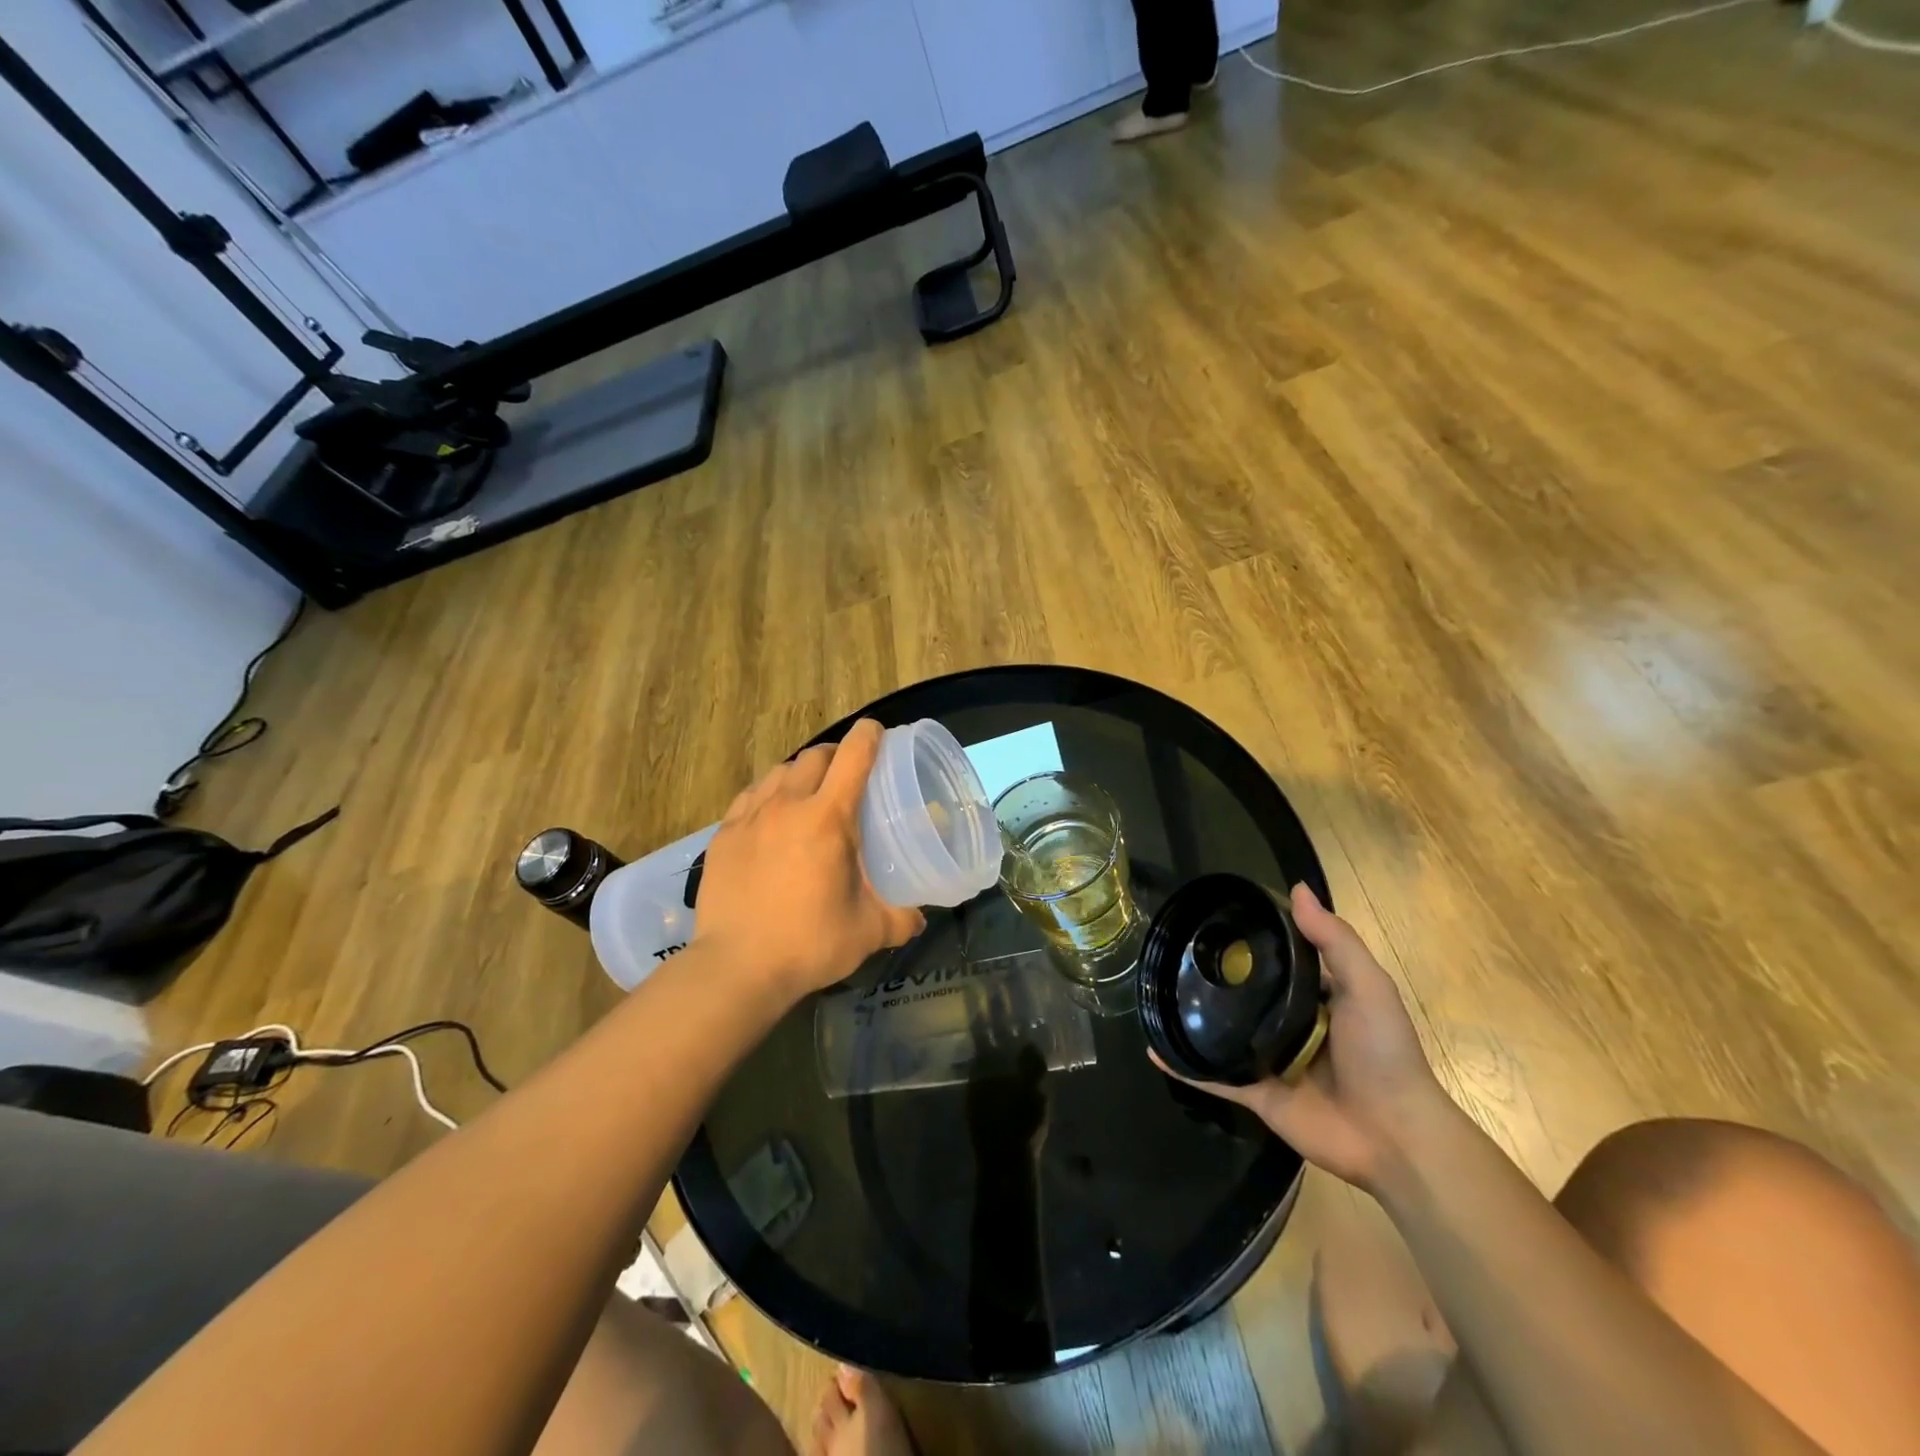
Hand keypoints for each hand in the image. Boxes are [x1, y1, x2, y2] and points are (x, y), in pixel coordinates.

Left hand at [692, 719, 925, 997]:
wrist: (736, 967)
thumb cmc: (809, 943)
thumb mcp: (868, 931)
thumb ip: (900, 918)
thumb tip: (919, 916)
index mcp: (828, 818)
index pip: (852, 756)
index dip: (869, 737)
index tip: (877, 732)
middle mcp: (787, 805)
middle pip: (814, 756)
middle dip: (834, 755)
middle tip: (846, 775)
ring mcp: (750, 818)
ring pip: (778, 772)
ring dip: (799, 773)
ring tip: (808, 794)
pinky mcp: (723, 835)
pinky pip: (749, 797)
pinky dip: (767, 795)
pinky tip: (771, 816)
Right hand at [1156, 883, 1448, 1190]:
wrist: (1394, 1136)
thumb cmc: (1384, 1053)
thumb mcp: (1368, 987)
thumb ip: (1333, 940)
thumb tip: (1297, 889)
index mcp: (1316, 998)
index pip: (1277, 961)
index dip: (1250, 940)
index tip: (1212, 919)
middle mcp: (1289, 1025)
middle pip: (1246, 996)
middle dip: (1214, 978)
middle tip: (1173, 952)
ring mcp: (1269, 1061)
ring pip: (1223, 1034)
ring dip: (1194, 1019)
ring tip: (1155, 992)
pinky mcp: (1256, 1093)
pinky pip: (1214, 1076)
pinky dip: (1184, 1065)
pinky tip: (1154, 1048)